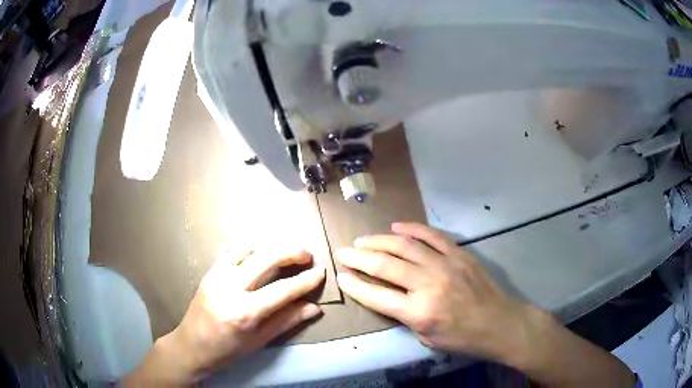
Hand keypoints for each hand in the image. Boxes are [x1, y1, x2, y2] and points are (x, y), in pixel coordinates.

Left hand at [125, 247, 324, 385]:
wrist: (192, 345)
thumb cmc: (228, 349)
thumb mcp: (260, 340)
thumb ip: (287, 321)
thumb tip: (314, 308)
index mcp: (245, 312)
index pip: (283, 290)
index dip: (306, 280)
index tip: (321, 271)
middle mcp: (230, 288)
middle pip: (266, 259)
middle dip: (291, 252)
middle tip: (306, 255)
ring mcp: (216, 276)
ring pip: (247, 248)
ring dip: (269, 247)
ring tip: (283, 254)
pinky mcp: (209, 271)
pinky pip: (230, 251)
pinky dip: (246, 248)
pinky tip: (255, 255)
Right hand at [336, 222, 540, 363]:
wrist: (499, 323)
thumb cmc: (462, 338)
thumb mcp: (426, 338)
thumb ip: (405, 316)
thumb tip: (389, 296)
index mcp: (418, 313)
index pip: (376, 295)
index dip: (353, 284)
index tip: (340, 275)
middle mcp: (428, 285)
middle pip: (384, 265)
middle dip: (358, 258)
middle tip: (343, 252)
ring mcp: (445, 265)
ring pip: (404, 246)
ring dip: (379, 240)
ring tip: (363, 239)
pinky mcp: (459, 254)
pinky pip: (431, 236)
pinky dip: (412, 229)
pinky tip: (396, 226)